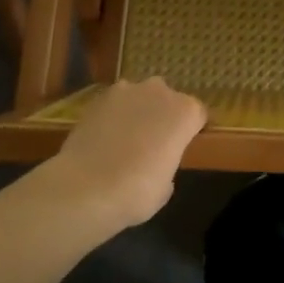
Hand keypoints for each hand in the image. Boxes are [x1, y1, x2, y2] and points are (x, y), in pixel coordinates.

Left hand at [52, 79, 207, 229]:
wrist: (85, 188)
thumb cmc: (137, 191)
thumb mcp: (166, 186)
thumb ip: (167, 164)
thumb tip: (156, 162)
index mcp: (185, 112)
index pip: (197, 114)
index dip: (190, 130)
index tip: (182, 146)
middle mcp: (160, 92)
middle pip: (168, 99)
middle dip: (162, 115)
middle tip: (153, 142)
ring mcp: (126, 91)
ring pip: (139, 97)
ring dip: (136, 111)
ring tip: (124, 138)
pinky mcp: (97, 98)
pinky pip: (113, 104)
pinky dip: (111, 116)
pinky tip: (103, 138)